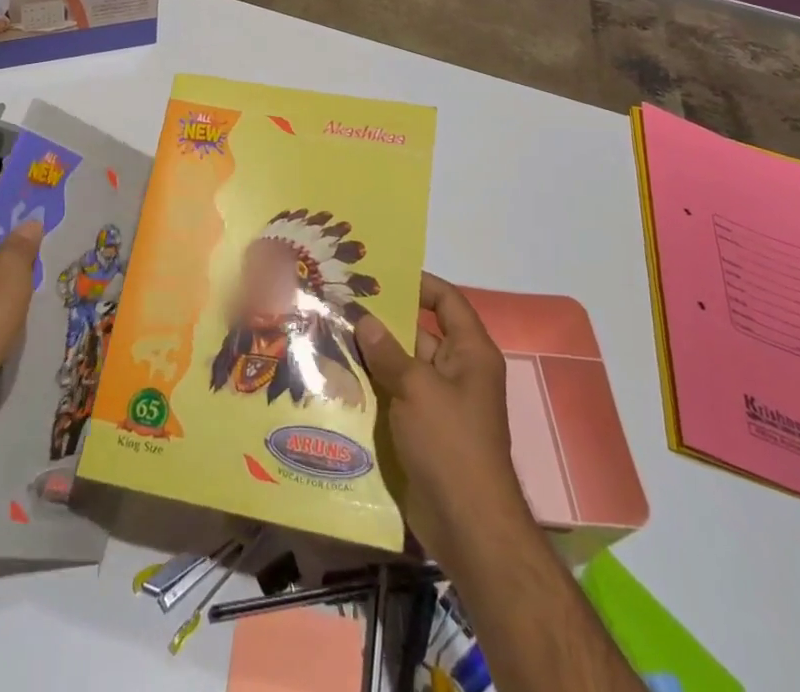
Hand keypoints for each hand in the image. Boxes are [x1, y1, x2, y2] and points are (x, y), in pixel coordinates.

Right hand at [354, 273, 537, 574]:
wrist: (468, 527)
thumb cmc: (450, 444)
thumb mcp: (417, 389)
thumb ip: (388, 351)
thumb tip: (364, 319)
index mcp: (469, 353)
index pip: (447, 301)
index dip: (419, 283)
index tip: (381, 273)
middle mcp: (456, 371)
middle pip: (419, 332)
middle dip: (383, 320)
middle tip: (341, 301)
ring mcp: (438, 402)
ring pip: (401, 365)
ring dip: (371, 354)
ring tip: (329, 332)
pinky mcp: (421, 429)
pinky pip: (395, 395)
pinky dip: (371, 386)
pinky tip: (336, 376)